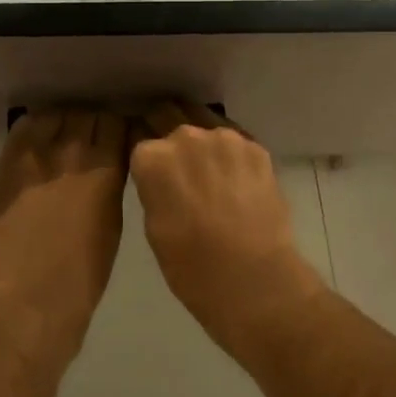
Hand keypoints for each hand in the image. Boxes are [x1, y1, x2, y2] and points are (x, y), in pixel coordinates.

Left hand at [0, 107, 128, 357]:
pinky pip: (23, 128)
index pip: (116, 123)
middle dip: (92, 124)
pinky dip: (35, 128)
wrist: (29, 297)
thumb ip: (110, 184)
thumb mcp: (112, 222)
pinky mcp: (8, 163)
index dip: (117, 130)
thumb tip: (105, 167)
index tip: (116, 140)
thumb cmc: (83, 273)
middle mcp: (72, 151)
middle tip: (90, 142)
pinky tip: (38, 143)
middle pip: (87, 114)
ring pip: (55, 115)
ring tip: (63, 140)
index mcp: (106, 168)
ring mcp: (36, 154)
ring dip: (64, 123)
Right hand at [129, 102, 326, 348]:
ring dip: (201, 141)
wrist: (254, 280)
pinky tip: (234, 178)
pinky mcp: (256, 147)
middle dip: (167, 134)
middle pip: (168, 116)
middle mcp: (185, 136)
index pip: (139, 142)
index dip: (143, 156)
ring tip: (209, 170)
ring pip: (204, 124)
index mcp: (152, 158)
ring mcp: (225, 138)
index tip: (149, 169)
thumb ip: (154, 188)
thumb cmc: (191, 266)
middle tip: (176, 164)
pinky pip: (235, 141)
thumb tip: (163, 177)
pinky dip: (230, 154)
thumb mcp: (154, 226)